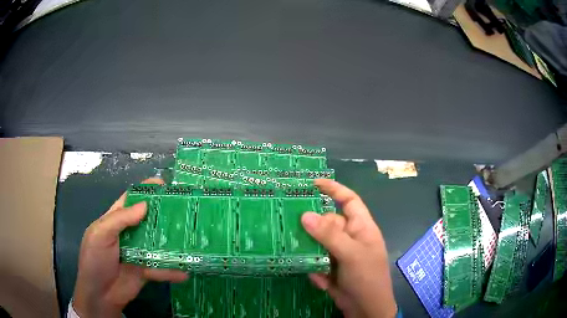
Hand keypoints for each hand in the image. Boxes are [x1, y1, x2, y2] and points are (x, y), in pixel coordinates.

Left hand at [73, 178, 187, 317]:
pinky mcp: (146, 271)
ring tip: (191, 239)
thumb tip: (145, 205)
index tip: (165, 184)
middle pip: (148, 220)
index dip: (145, 190)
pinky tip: (185, 272)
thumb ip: (120, 219)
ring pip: (157, 243)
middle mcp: (129, 234)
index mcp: (115, 220)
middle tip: (185, 210)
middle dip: (164, 214)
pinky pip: (161, 268)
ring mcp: (138, 253)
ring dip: (172, 242)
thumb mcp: (100, 235)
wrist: (99, 295)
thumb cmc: (95, 260)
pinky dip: (172, 271)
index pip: (131, 199)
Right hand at [302, 179, 396, 317]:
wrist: (366, 309)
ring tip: (294, 252)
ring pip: (318, 243)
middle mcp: (350, 238)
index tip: (313, 183)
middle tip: (291, 228)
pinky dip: (315, 270)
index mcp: (361, 227)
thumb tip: (305, 215)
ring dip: (309, 250)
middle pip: (327, 223)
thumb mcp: (351, 254)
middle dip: (312, 228)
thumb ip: (329, 235)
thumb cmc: (367, 277)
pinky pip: (316, 261)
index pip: (349, 201)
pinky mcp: (331, 268)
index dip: (334, 189)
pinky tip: (321, 280)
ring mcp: (340, 254)